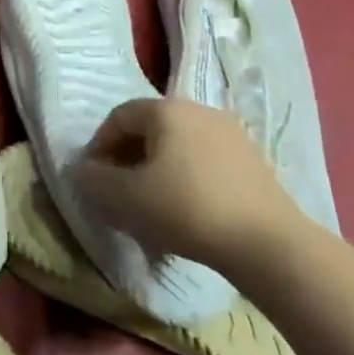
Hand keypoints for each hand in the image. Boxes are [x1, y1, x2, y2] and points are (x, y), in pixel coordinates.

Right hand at [74, 96, 299, 272]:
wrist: (268, 246)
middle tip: (119, 191)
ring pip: (178, 146)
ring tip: (152, 204)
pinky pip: (205, 162)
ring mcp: (232, 135)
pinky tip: (186, 210)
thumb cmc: (185, 209)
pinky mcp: (255, 162)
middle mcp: (199, 110)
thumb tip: (84, 170)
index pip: (118, 117)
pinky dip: (187, 179)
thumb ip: (93, 179)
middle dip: (128, 158)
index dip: (98, 146)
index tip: (94, 178)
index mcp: (166, 109)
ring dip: (157, 169)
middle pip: (149, 129)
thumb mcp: (122, 197)